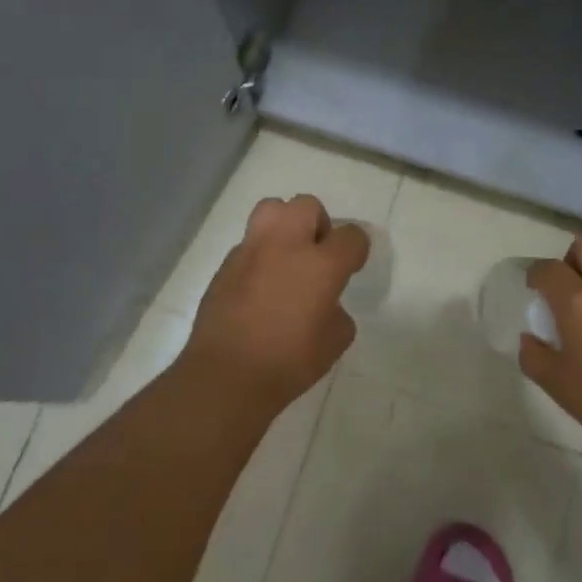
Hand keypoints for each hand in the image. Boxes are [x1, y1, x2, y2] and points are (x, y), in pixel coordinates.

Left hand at [182, 194, 368, 412]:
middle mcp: (286, 245)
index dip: (356, 250)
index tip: (351, 267)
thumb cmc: (289, 362)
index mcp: (321, 264)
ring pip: (271, 209)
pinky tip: (259, 285)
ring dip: (285, 225)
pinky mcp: (226, 264)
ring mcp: (251, 250)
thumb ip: (337, 311)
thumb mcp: (335, 341)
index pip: (351, 235)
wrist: (226, 375)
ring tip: (286, 256)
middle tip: (316, 254)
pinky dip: (260, 254)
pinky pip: (249, 243)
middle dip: (318, 224)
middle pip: (308, 205)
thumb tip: (324, 303)